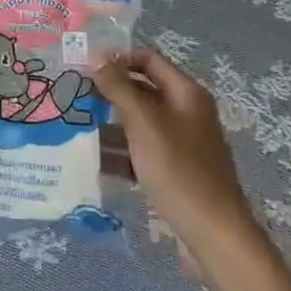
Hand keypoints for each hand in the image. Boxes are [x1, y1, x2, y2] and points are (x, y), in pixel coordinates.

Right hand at [92, 49, 262, 259]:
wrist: (215, 236)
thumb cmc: (179, 171)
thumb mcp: (144, 123)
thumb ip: (118, 87)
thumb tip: (95, 54)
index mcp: (186, 93)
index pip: (148, 59)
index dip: (117, 57)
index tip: (85, 65)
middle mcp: (187, 112)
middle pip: (143, 90)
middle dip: (109, 92)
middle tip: (75, 95)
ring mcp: (182, 143)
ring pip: (140, 122)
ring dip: (111, 123)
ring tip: (77, 126)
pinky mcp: (176, 171)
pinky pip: (143, 150)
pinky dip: (122, 151)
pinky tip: (95, 159)